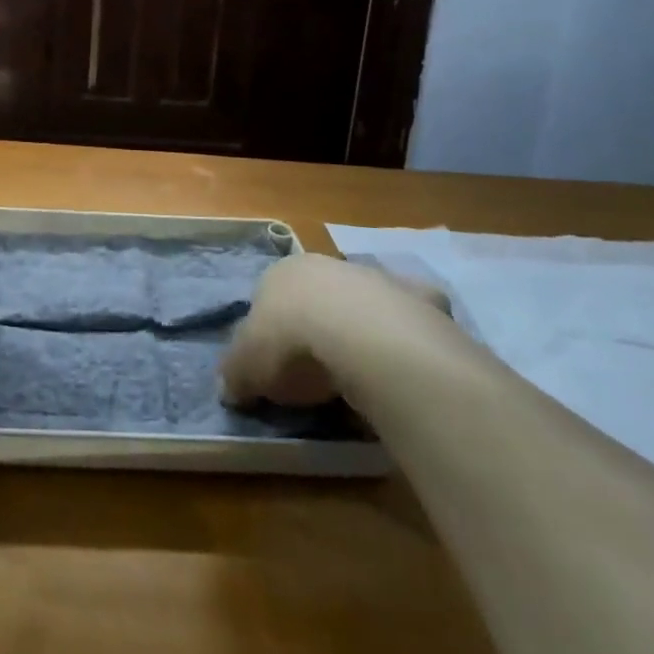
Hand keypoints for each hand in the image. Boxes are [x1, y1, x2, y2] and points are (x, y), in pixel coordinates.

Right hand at [222, 252, 448, 408]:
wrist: (368, 341)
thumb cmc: (294, 344)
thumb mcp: (246, 368)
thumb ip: (234, 375)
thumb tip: (229, 388)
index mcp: (282, 273)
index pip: (269, 298)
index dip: (270, 333)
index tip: (274, 369)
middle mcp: (328, 266)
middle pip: (318, 298)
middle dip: (318, 327)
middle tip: (318, 376)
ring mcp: (378, 279)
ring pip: (365, 305)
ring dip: (362, 332)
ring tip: (362, 381)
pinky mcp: (423, 300)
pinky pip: (412, 322)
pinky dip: (408, 340)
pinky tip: (403, 370)